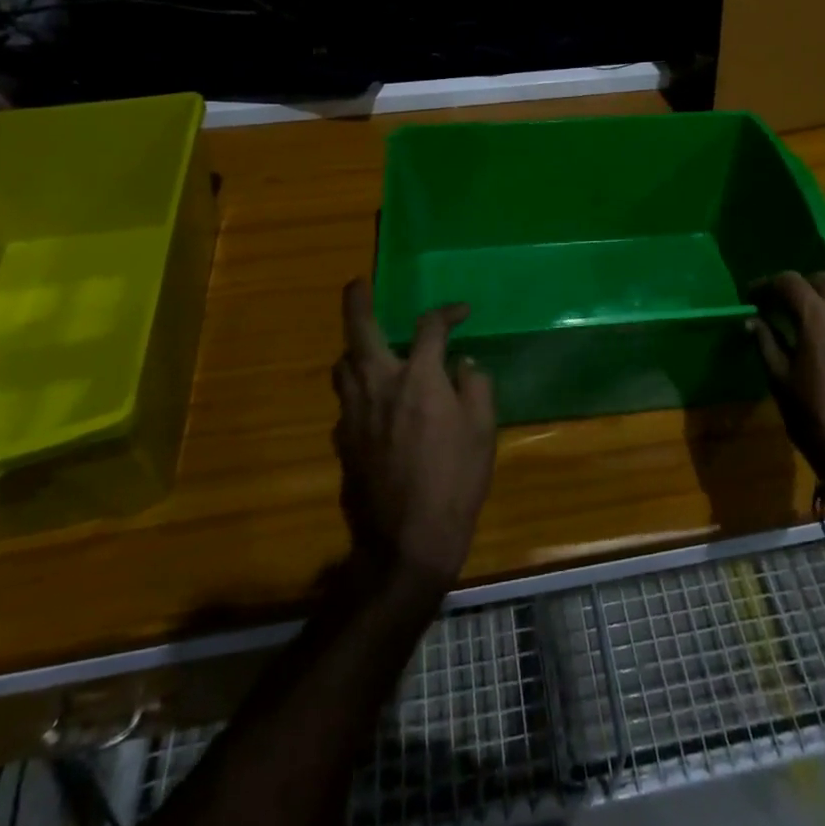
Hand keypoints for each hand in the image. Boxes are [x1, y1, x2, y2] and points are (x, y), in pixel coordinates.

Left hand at [332, 278, 495, 587]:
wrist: (407, 542)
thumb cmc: (454, 482)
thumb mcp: (482, 432)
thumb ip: (475, 388)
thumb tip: (463, 365)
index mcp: (418, 379)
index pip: (430, 327)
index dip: (447, 312)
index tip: (462, 312)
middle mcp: (379, 386)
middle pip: (359, 330)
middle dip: (357, 301)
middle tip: (358, 283)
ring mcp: (353, 414)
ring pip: (342, 366)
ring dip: (353, 349)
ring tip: (368, 348)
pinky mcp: (341, 441)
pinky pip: (345, 402)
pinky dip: (358, 392)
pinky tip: (374, 406)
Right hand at [748, 271, 824, 479]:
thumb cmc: (815, 417)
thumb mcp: (780, 381)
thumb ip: (766, 343)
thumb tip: (752, 320)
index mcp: (817, 317)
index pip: (789, 281)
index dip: (767, 284)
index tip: (752, 296)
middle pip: (822, 280)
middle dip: (798, 286)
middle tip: (779, 303)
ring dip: (824, 295)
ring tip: (807, 314)